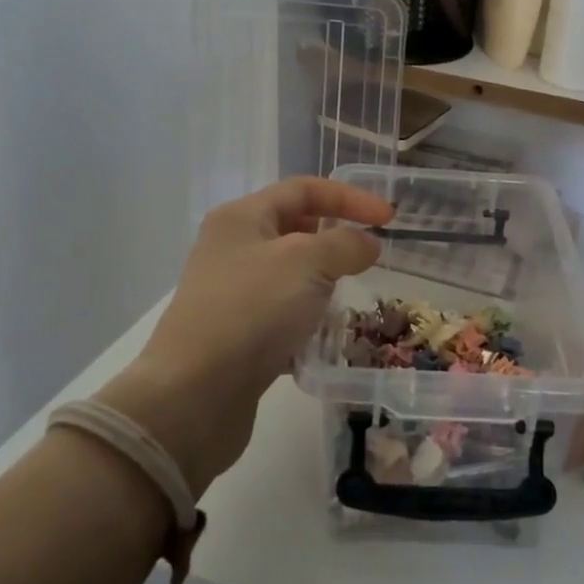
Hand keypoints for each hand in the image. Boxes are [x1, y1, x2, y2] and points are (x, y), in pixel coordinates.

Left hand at [94, 178, 393, 494]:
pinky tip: (323, 337)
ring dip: (323, 283)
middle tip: (368, 259)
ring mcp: (232, 293)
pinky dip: (307, 319)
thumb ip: (345, 244)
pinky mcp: (237, 333)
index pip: (303, 189)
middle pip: (295, 229)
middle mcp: (232, 248)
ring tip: (348, 298)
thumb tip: (367, 244)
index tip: (389, 219)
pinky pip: (283, 313)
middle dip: (335, 240)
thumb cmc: (252, 311)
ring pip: (291, 274)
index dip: (349, 198)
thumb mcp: (307, 263)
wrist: (195, 394)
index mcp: (242, 218)